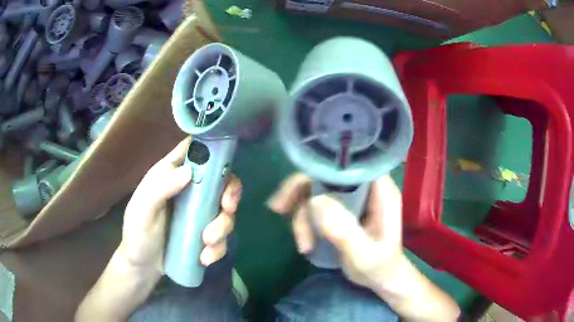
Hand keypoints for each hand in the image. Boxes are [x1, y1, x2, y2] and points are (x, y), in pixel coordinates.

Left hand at [120, 137, 241, 278]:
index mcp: (170, 175)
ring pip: (224, 209)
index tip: (223, 164)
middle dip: (230, 192)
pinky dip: (219, 246)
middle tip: (227, 208)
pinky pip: (222, 235)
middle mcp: (188, 190)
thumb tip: (189, 172)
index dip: (211, 149)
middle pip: (219, 179)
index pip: (193, 150)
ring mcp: (199, 213)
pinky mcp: (205, 233)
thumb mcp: (142, 211)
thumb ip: (159, 189)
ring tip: (207, 243)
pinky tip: (205, 257)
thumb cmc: (137, 234)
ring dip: (222, 226)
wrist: (143, 266)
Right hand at [268, 173, 404, 290]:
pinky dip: (303, 220)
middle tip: (278, 209)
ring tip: (303, 244)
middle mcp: (364, 187)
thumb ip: (344, 230)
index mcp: (380, 190)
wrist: (379, 278)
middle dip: (300, 192)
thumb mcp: (364, 254)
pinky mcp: (339, 209)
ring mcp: (351, 198)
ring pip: (315, 191)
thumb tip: (315, 200)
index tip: (298, 184)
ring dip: (301, 215)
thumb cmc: (379, 266)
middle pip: (325, 174)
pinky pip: (314, 204)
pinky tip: (304, 241)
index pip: (350, 164)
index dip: (323, 165)